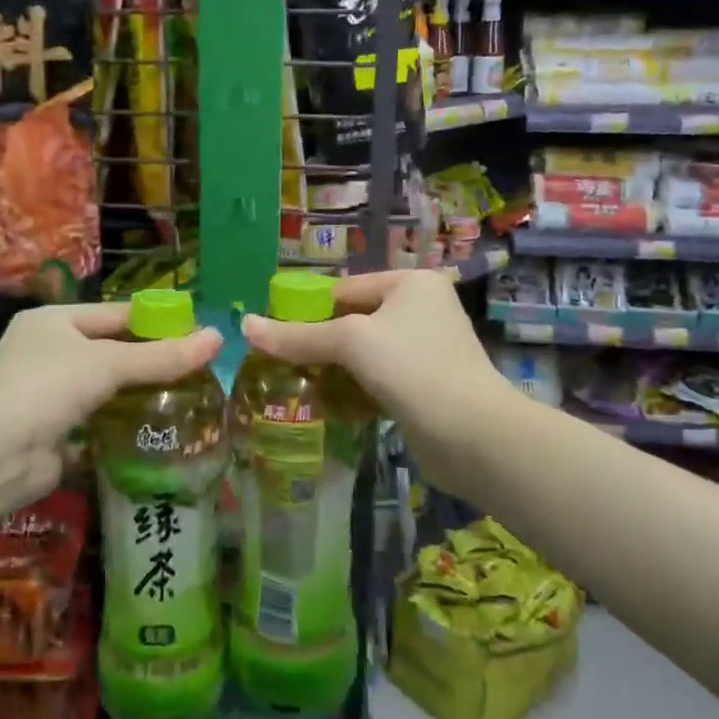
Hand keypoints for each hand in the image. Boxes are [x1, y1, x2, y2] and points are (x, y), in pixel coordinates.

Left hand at [0, 302, 223, 519]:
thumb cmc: (48, 386)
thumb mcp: (108, 363)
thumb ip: (162, 355)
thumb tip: (218, 337)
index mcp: (55, 321)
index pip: (116, 313)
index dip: (157, 321)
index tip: (198, 331)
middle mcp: (50, 353)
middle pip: (113, 352)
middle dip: (153, 361)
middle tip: (202, 369)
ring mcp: (50, 396)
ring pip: (108, 390)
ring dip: (142, 396)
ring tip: (193, 398)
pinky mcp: (57, 434)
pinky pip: (100, 424)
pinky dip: (125, 427)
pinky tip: (163, 430)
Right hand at [241, 269, 501, 494]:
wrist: (474, 435)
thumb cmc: (412, 368)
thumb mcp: (350, 343)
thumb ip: (297, 336)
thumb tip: (245, 326)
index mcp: (409, 283)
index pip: (343, 289)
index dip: (306, 310)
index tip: (273, 335)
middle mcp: (421, 308)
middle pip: (352, 320)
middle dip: (319, 343)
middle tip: (280, 363)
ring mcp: (426, 348)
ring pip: (364, 353)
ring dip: (334, 369)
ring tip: (295, 384)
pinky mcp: (426, 385)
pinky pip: (378, 378)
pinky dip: (354, 389)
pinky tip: (328, 404)